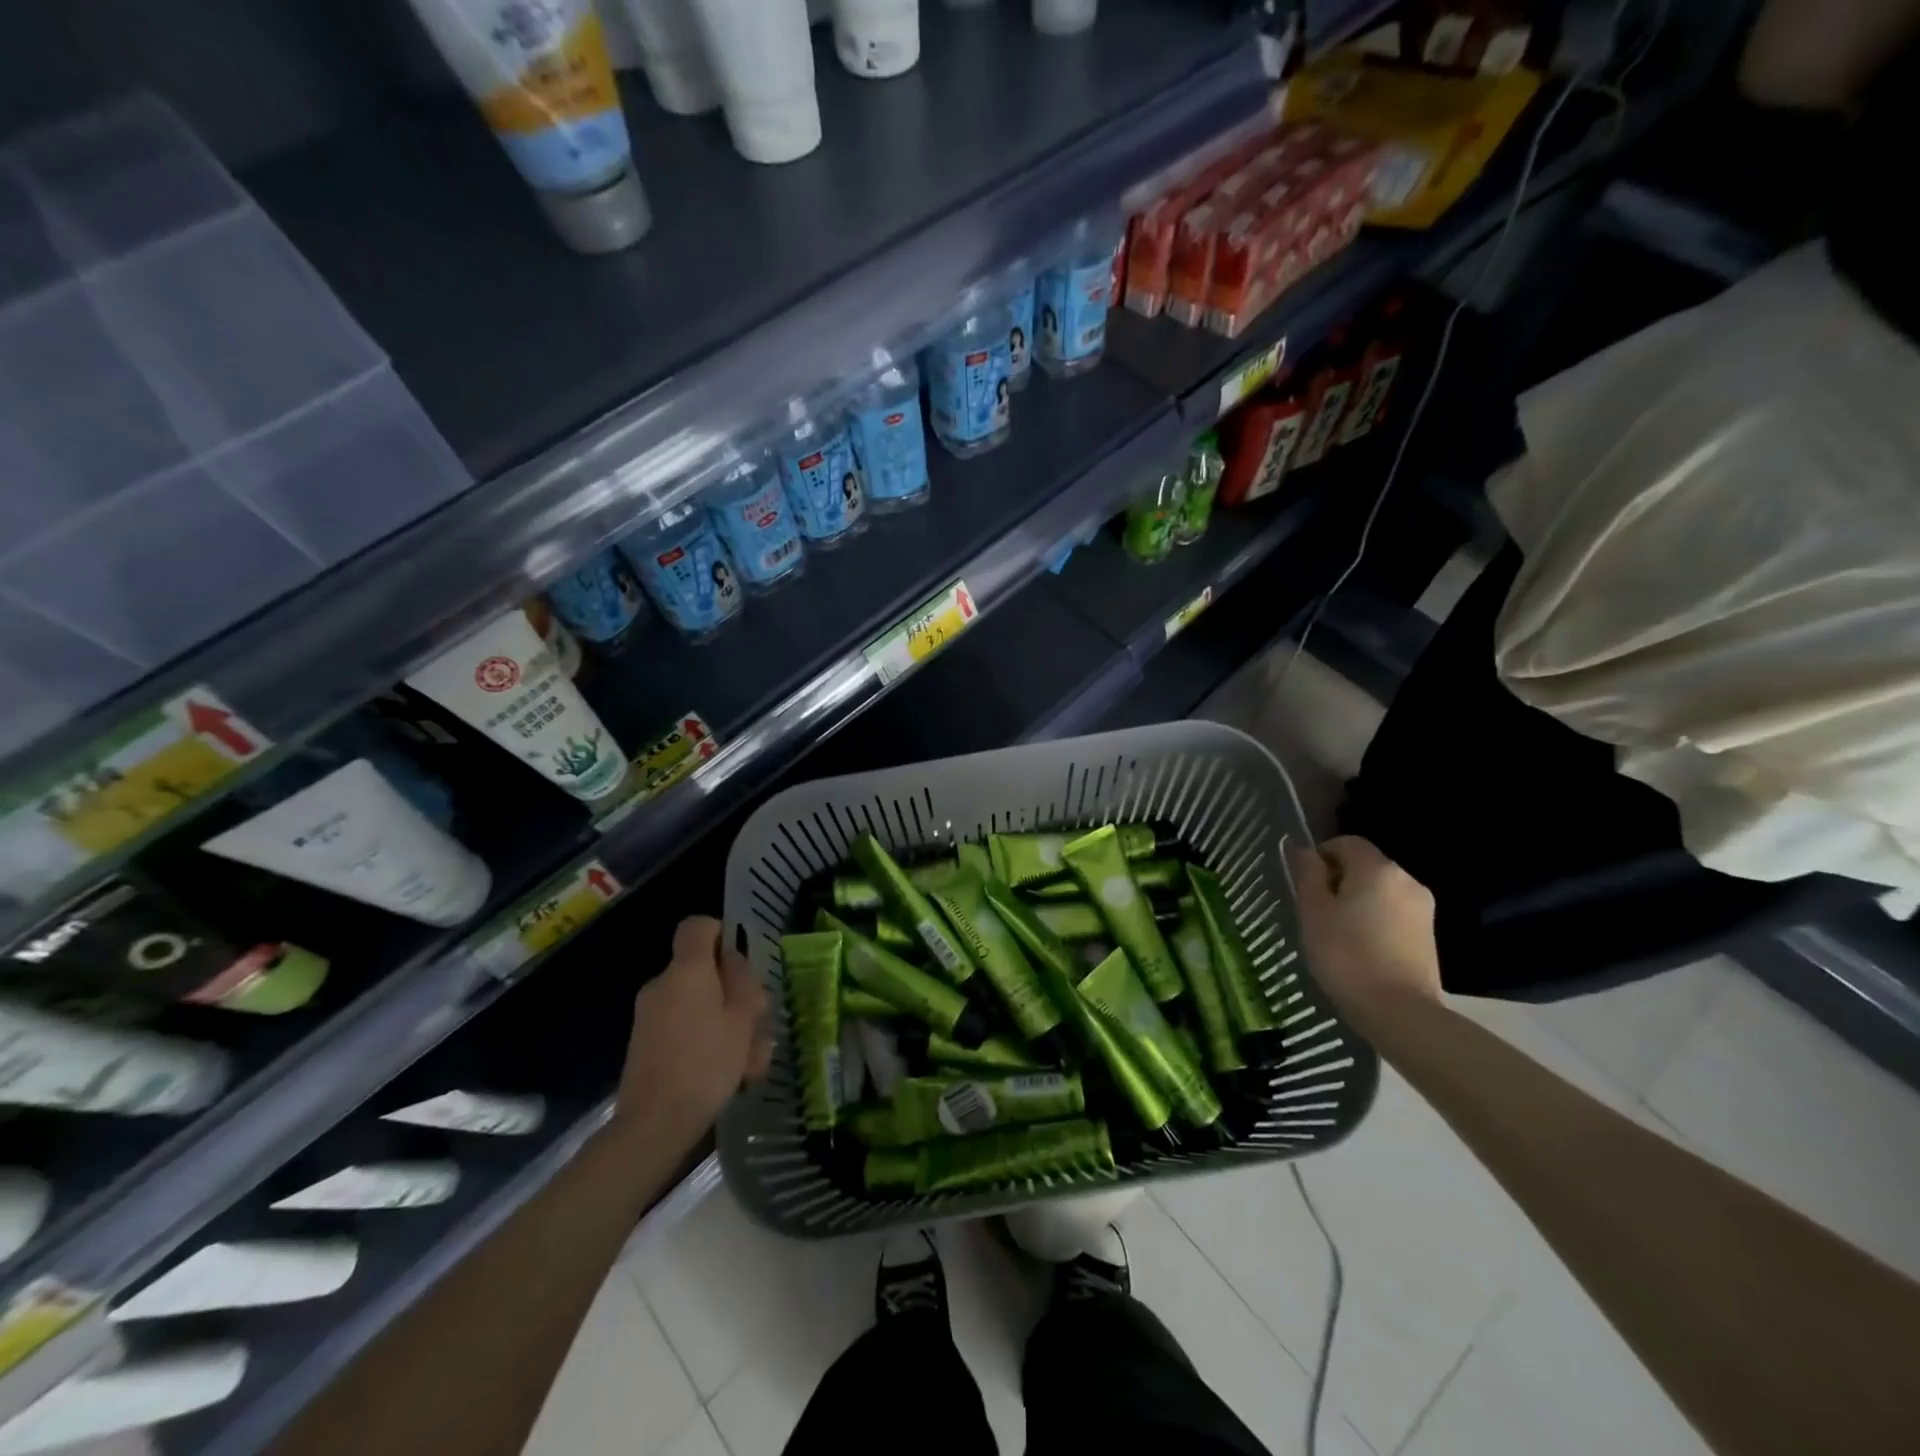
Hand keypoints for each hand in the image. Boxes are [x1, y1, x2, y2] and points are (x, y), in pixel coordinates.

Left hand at [614, 916, 771, 1147]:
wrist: (654, 1125)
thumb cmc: (706, 1064)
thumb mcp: (742, 1020)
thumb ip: (743, 983)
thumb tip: (733, 961)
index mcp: (687, 971)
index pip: (697, 927)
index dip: (721, 933)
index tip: (742, 961)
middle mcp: (662, 985)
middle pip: (703, 970)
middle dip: (735, 992)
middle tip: (760, 1023)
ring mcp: (650, 1015)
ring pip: (699, 1004)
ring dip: (728, 1023)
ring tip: (753, 1060)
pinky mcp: (647, 1043)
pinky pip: (685, 1027)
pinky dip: (708, 1040)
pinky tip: (734, 1074)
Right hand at [1286, 835, 1441, 1035]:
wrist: (1399, 1012)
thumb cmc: (1346, 955)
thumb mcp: (1313, 911)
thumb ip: (1307, 873)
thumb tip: (1301, 848)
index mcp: (1378, 869)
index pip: (1345, 843)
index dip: (1320, 856)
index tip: (1304, 885)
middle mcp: (1406, 880)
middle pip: (1364, 866)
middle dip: (1338, 880)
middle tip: (1315, 912)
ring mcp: (1422, 908)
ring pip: (1379, 891)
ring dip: (1356, 901)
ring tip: (1337, 933)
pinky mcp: (1429, 935)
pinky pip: (1393, 913)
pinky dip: (1374, 920)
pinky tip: (1361, 948)